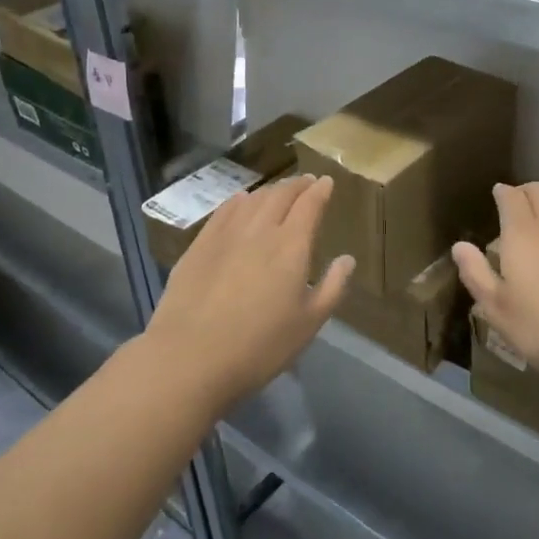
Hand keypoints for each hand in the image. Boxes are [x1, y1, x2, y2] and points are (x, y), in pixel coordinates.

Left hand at [144, 174, 354, 414]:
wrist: (190, 357)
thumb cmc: (260, 346)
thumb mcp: (309, 323)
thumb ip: (332, 287)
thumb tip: (347, 259)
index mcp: (291, 245)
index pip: (309, 205)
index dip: (319, 190)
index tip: (326, 181)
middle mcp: (260, 229)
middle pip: (280, 195)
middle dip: (297, 185)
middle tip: (306, 183)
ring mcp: (225, 234)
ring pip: (252, 200)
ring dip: (270, 191)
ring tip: (278, 192)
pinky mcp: (199, 245)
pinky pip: (224, 211)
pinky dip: (239, 201)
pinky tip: (241, 202)